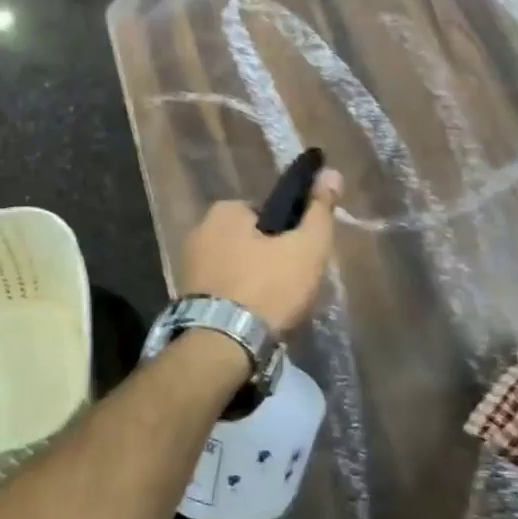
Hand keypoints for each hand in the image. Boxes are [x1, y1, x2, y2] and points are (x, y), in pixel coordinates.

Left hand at [181, 170, 342, 333]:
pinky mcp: (186, 299)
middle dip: (270, 258)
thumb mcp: (307, 246)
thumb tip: (332, 172)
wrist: (223, 346)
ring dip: (255, 281)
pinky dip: (239, 300)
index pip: (268, 213)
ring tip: (276, 308)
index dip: (290, 234)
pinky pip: (224, 291)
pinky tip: (254, 319)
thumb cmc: (269, 288)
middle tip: (293, 286)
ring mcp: (188, 267)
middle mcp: (199, 232)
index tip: (302, 257)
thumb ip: (320, 210)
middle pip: (251, 240)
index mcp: (224, 211)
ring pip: (237, 267)